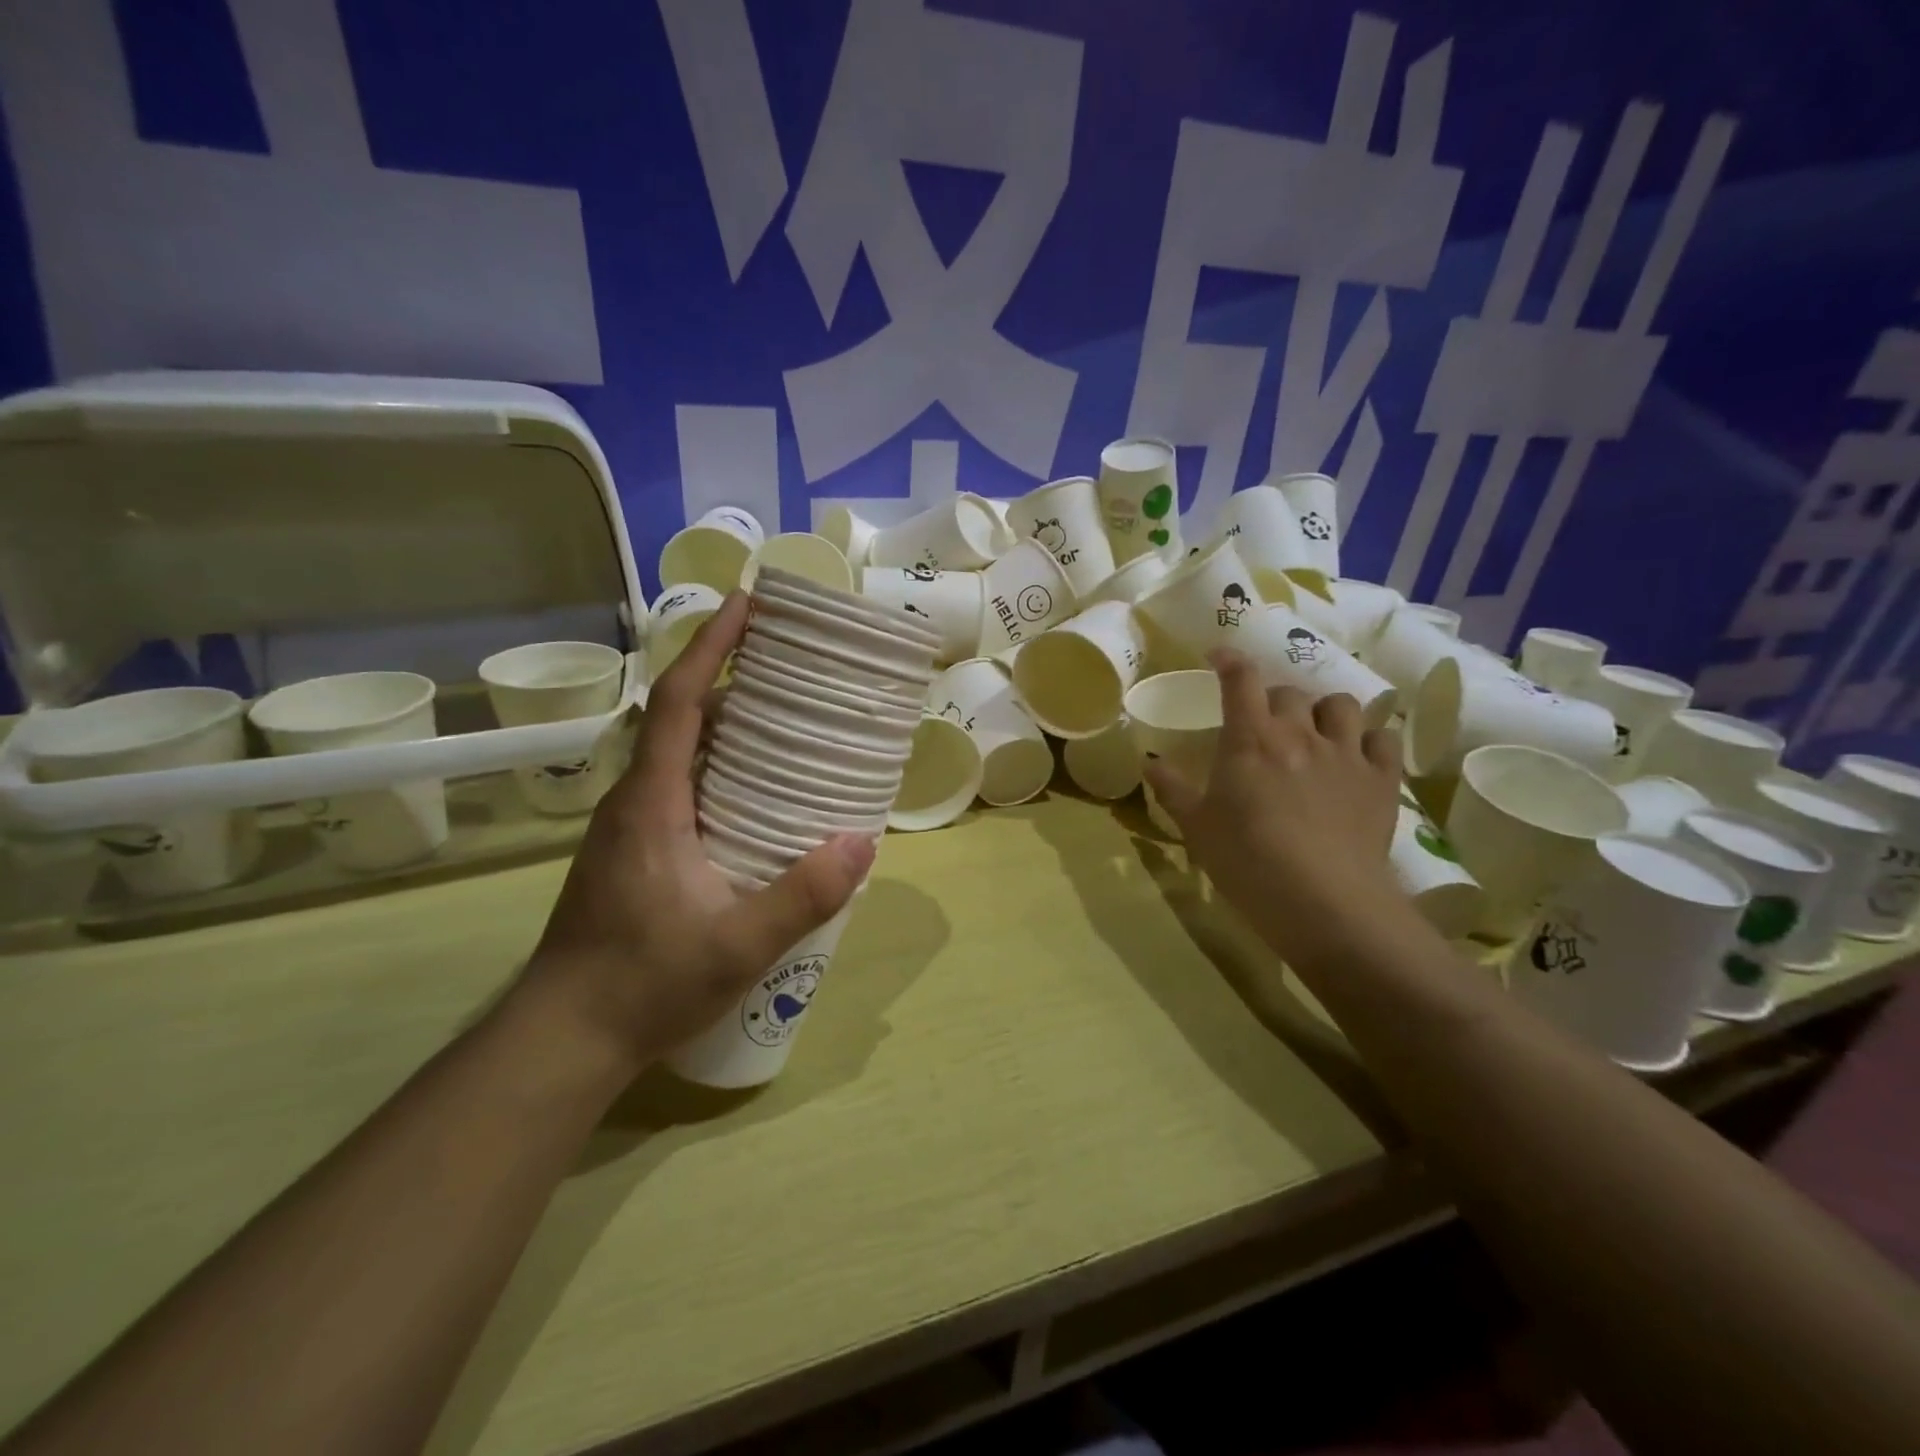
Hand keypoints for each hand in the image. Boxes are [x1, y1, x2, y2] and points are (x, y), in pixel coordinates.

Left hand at [525, 592, 875, 1071]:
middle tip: (791, 667)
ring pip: (680, 754)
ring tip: (787, 723)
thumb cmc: (643, 983)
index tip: (747, 604)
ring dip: (727, 725)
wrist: (564, 1037)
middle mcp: (636, 800)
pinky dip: (719, 767)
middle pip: (682, 717)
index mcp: (652, 802)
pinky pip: (680, 786)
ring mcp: (631, 827)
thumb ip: (801, 895)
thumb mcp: (737, 944)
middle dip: (731, 678)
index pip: (680, 703)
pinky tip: (758, 796)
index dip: (712, 647)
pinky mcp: (635, 852)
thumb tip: (861, 841)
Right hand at [1144, 650, 1408, 968]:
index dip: (1230, 660)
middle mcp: (1300, 732)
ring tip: (1315, 732)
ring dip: (1324, 711)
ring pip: (1341, 705)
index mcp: (1250, 738)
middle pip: (1290, 692)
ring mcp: (1346, 753)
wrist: (1321, 899)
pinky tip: (1357, 756)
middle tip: (1264, 725)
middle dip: (1274, 700)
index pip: (1241, 679)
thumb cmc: (1246, 860)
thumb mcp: (1196, 826)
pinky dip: (1368, 739)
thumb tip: (1149, 763)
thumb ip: (1172, 789)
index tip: (1220, 656)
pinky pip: (1382, 738)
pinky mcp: (1382, 779)